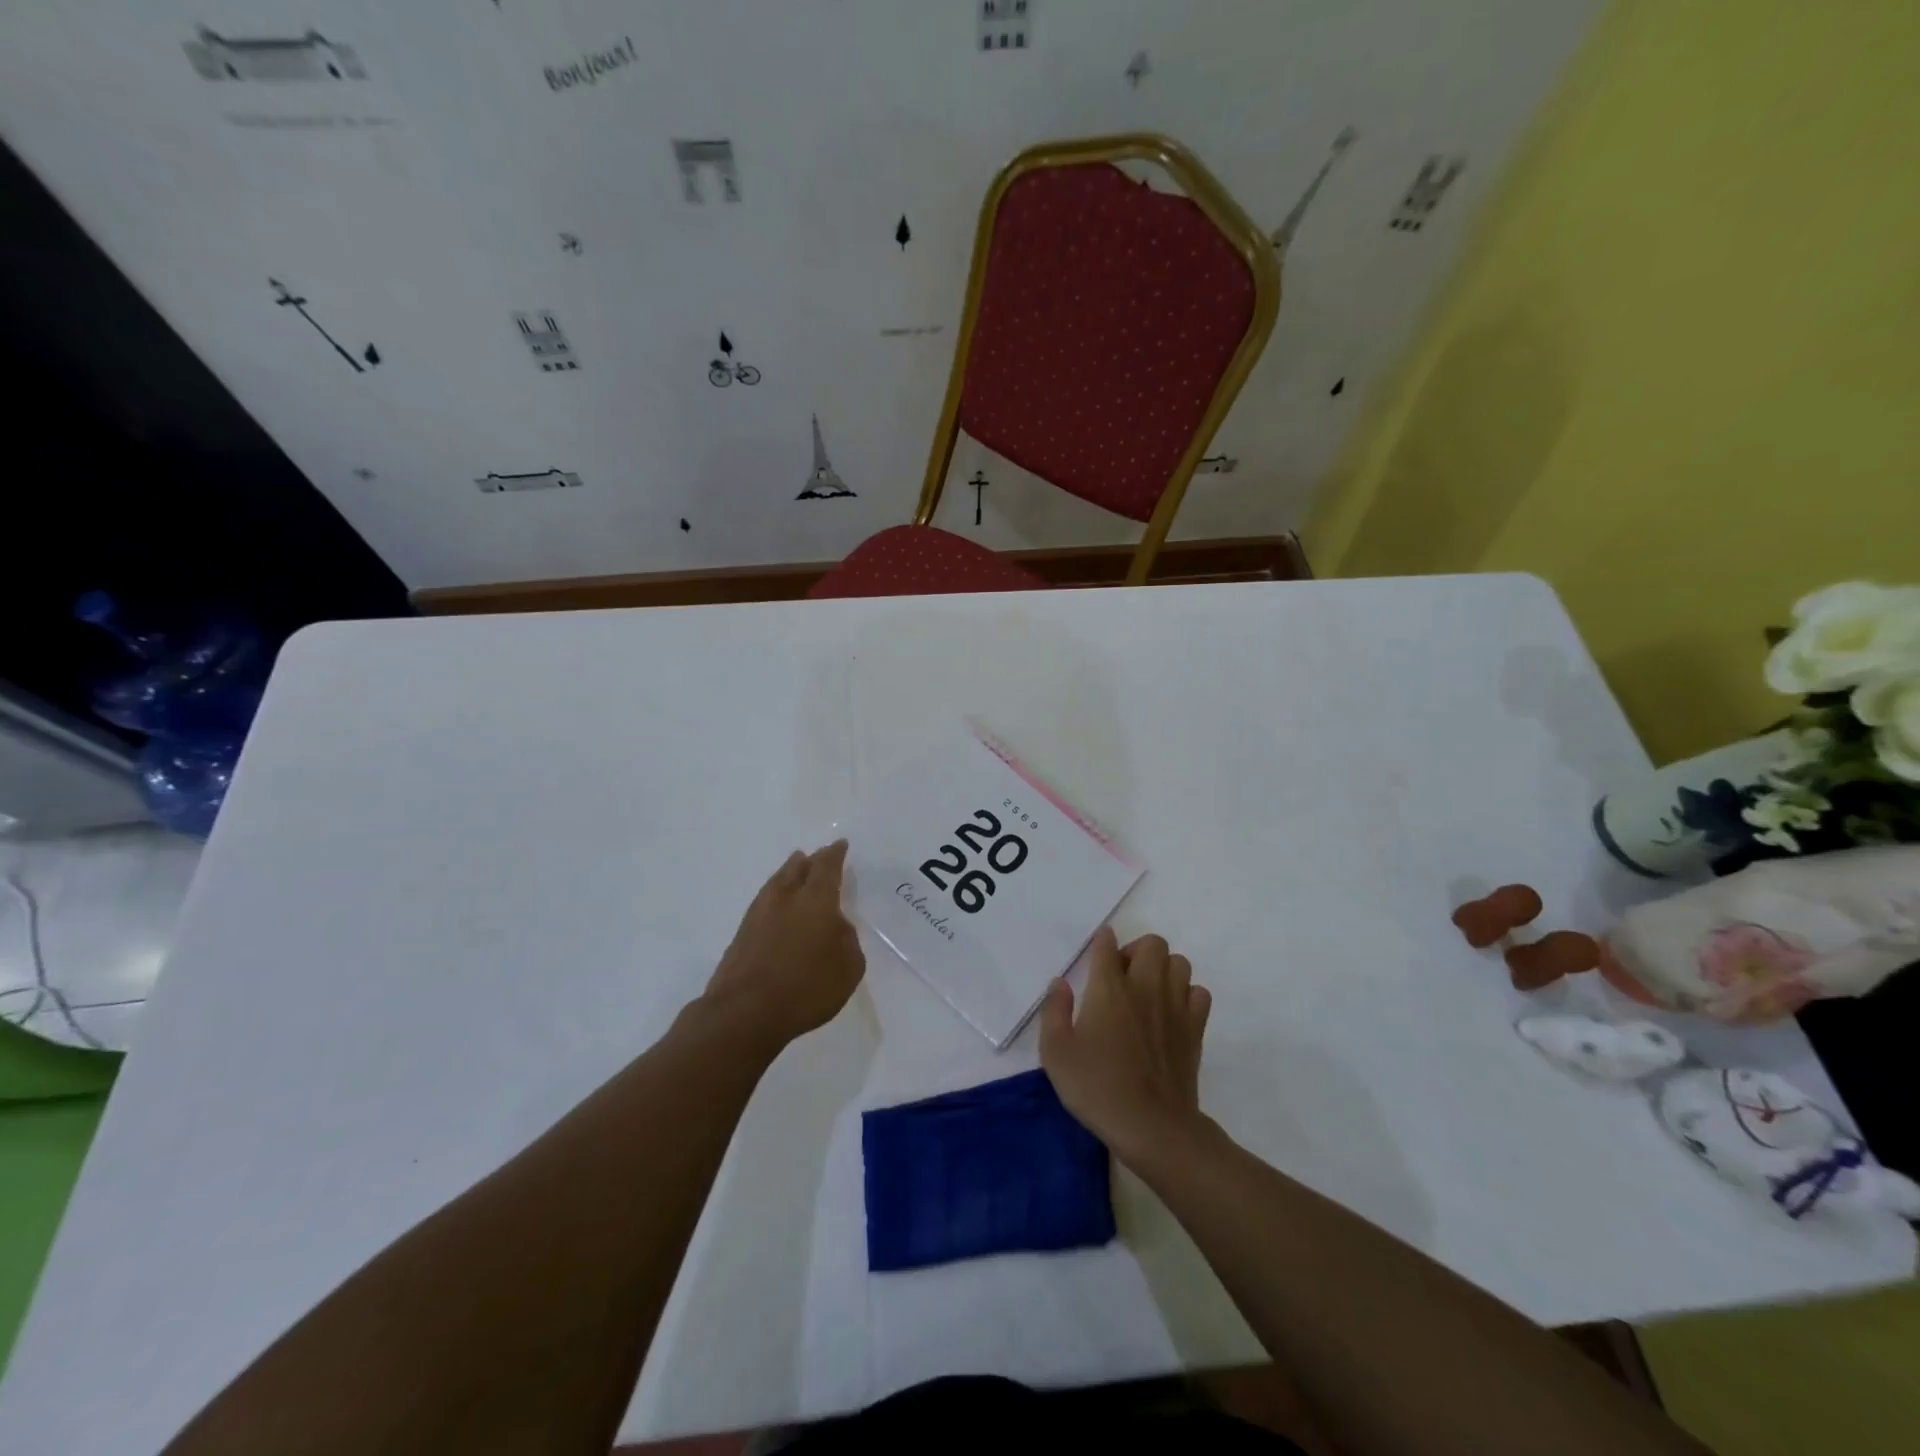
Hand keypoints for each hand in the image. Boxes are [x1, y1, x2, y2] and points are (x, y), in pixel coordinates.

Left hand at [702, 841, 864, 1049]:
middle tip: (817, 857)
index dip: (835, 854)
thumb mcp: (849, 966)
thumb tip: (835, 926)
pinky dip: (776, 897)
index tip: (840, 845)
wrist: (745, 1012)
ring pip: (777, 882)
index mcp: (816, 899)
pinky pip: (764, 902)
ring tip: (795, 870)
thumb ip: (847, 939)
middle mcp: (786, 898)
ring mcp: (759, 914)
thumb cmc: (807, 987)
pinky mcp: (742, 934)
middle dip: (811, 860)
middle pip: (798, 868)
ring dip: (788, 873)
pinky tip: (779, 907)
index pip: (827, 866)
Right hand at [1040, 927, 1211, 1167]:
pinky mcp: (1195, 1028)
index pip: (1107, 945)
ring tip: (1147, 992)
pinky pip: (1199, 993)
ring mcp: (1175, 1006)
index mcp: (1108, 988)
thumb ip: (1054, 1011)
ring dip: (1163, 969)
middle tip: (1121, 976)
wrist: (1152, 1127)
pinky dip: (1187, 994)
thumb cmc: (1097, 1087)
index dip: (1102, 941)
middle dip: (1136, 950)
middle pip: (1152, 943)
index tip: (1098, 950)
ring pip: (1180, 962)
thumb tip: (1059, 983)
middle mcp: (1144, 986)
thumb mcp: (1056, 1053)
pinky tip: (1171, 1013)